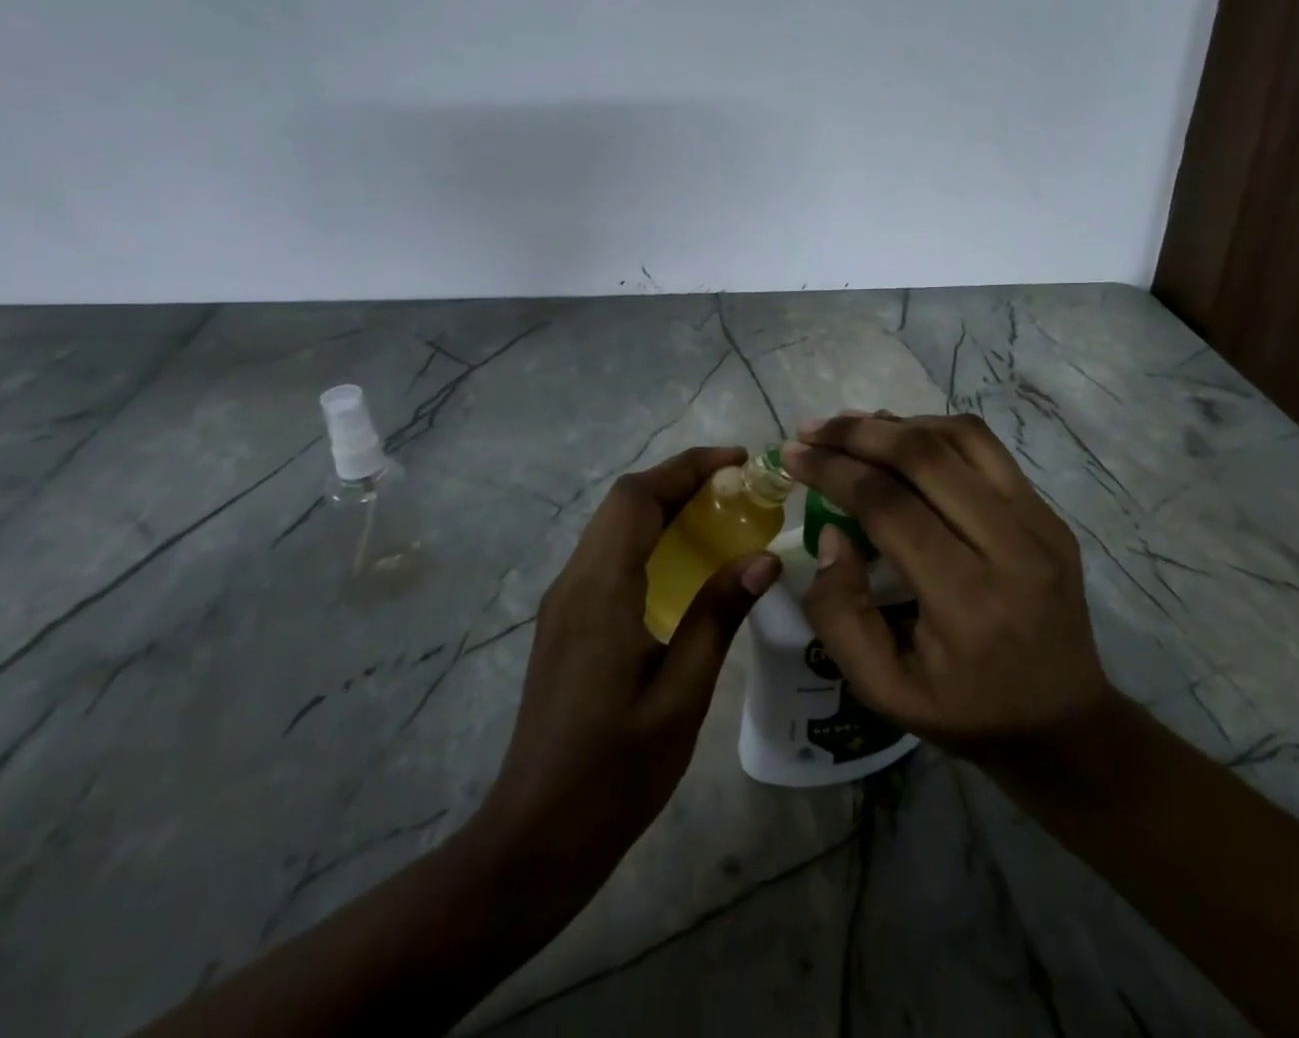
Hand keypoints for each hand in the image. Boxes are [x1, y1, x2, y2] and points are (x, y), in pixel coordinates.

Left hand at [480, 446, 781, 892]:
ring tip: (718, 514)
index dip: (688, 467)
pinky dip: (646, 536)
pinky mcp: (565, 621)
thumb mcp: (681, 694)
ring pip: (612, 525)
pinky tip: (681, 564)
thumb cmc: (615, 771)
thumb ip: (718, 616)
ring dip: (661, 505)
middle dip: (679, 480)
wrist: (535, 837)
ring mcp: (563, 601)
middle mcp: (574, 581)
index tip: (739, 461)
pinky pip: (606, 555)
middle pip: (623, 502)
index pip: (639, 497)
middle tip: (737, 487)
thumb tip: (763, 556)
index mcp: (600, 589)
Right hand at [778, 412, 1108, 777]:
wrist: (1064, 724)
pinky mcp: (1050, 515)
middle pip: (925, 457)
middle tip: (813, 430)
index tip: (793, 455)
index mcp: (967, 604)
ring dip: (898, 424)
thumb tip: (832, 533)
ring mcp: (1040, 525)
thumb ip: (840, 614)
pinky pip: (986, 450)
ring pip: (961, 437)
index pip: (890, 507)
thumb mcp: (883, 690)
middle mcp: (1011, 550)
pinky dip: (935, 433)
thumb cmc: (965, 712)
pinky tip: (902, 442)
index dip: (834, 471)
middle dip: (857, 434)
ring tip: (852, 429)